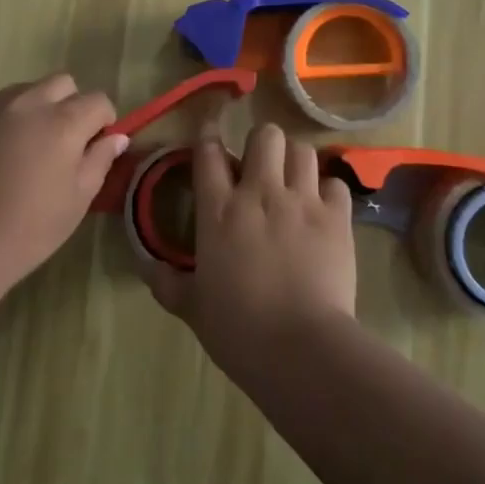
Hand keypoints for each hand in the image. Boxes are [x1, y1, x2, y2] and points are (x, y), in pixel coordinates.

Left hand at [0, 75, 126, 292]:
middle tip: (62, 143)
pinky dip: (6, 118)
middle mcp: (29, 102)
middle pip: (62, 83)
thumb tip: (116, 137)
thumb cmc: (28, 229)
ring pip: (27, 90)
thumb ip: (100, 160)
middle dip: (71, 105)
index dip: (103, 122)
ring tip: (27, 147)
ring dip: (37, 108)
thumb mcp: (78, 199)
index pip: (98, 100)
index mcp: (63, 121)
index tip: (94, 147)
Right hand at [143, 123, 356, 364]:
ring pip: (302, 150)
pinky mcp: (336, 218)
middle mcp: (260, 193)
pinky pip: (336, 183)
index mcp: (219, 211)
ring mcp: (302, 201)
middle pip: (264, 135)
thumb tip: (147, 266)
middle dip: (262, 143)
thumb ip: (167, 283)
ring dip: (296, 160)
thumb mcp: (193, 308)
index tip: (211, 134)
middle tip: (261, 166)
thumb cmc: (239, 330)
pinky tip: (324, 207)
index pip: (209, 152)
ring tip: (294, 180)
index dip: (209, 136)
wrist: (301, 349)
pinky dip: (329, 190)